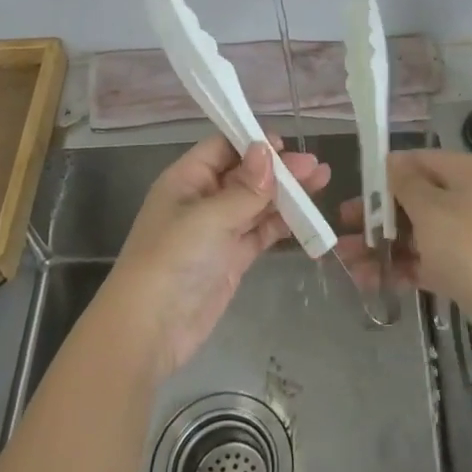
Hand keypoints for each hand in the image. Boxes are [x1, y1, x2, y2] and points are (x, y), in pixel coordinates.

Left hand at [95, 133, 330, 376]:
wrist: (150, 329)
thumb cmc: (172, 259)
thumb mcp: (209, 217)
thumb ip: (244, 188)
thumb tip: (267, 150)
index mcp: (187, 179)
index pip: (223, 148)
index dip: (254, 143)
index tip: (287, 145)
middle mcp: (203, 199)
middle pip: (246, 174)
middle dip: (279, 169)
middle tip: (315, 167)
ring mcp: (218, 230)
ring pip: (257, 203)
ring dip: (287, 194)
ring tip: (322, 181)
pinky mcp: (232, 258)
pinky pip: (261, 232)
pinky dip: (283, 224)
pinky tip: (307, 217)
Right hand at [336, 149, 471, 326]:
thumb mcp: (432, 209)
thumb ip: (404, 184)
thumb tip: (390, 160)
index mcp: (462, 172)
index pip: (414, 161)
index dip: (381, 176)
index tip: (352, 194)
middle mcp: (465, 197)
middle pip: (411, 200)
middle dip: (374, 217)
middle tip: (340, 233)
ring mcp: (466, 235)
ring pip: (415, 234)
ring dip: (381, 246)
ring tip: (347, 265)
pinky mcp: (465, 269)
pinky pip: (425, 261)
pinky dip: (400, 268)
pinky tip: (370, 281)